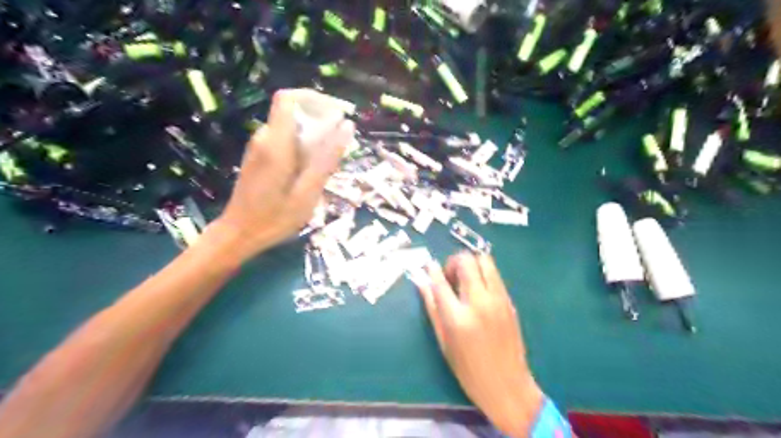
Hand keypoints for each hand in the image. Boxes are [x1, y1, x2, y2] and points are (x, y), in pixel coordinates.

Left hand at [213, 89, 353, 258]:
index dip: (314, 98)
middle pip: (293, 111)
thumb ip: (327, 158)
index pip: (289, 98)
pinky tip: (310, 171)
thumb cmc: (275, 217)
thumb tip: (347, 126)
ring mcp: (259, 146)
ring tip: (328, 163)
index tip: (337, 114)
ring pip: (291, 126)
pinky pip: (286, 139)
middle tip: (339, 146)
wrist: (239, 233)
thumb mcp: (308, 191)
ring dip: (313, 136)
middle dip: (320, 121)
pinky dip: (303, 146)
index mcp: (276, 144)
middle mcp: (265, 137)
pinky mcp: (259, 156)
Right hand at [421, 254, 544, 437]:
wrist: (507, 385)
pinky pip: (495, 275)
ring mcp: (498, 300)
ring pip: (485, 261)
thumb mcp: (443, 341)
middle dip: (454, 262)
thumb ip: (432, 308)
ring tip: (465, 278)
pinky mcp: (510, 301)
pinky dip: (483, 273)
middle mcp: (479, 303)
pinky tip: (478, 289)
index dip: (433, 270)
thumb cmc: (468, 369)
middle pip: (467, 262)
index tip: (430, 265)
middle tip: (450, 276)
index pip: (441, 282)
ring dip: (471, 263)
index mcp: (457, 318)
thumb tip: (422, 283)